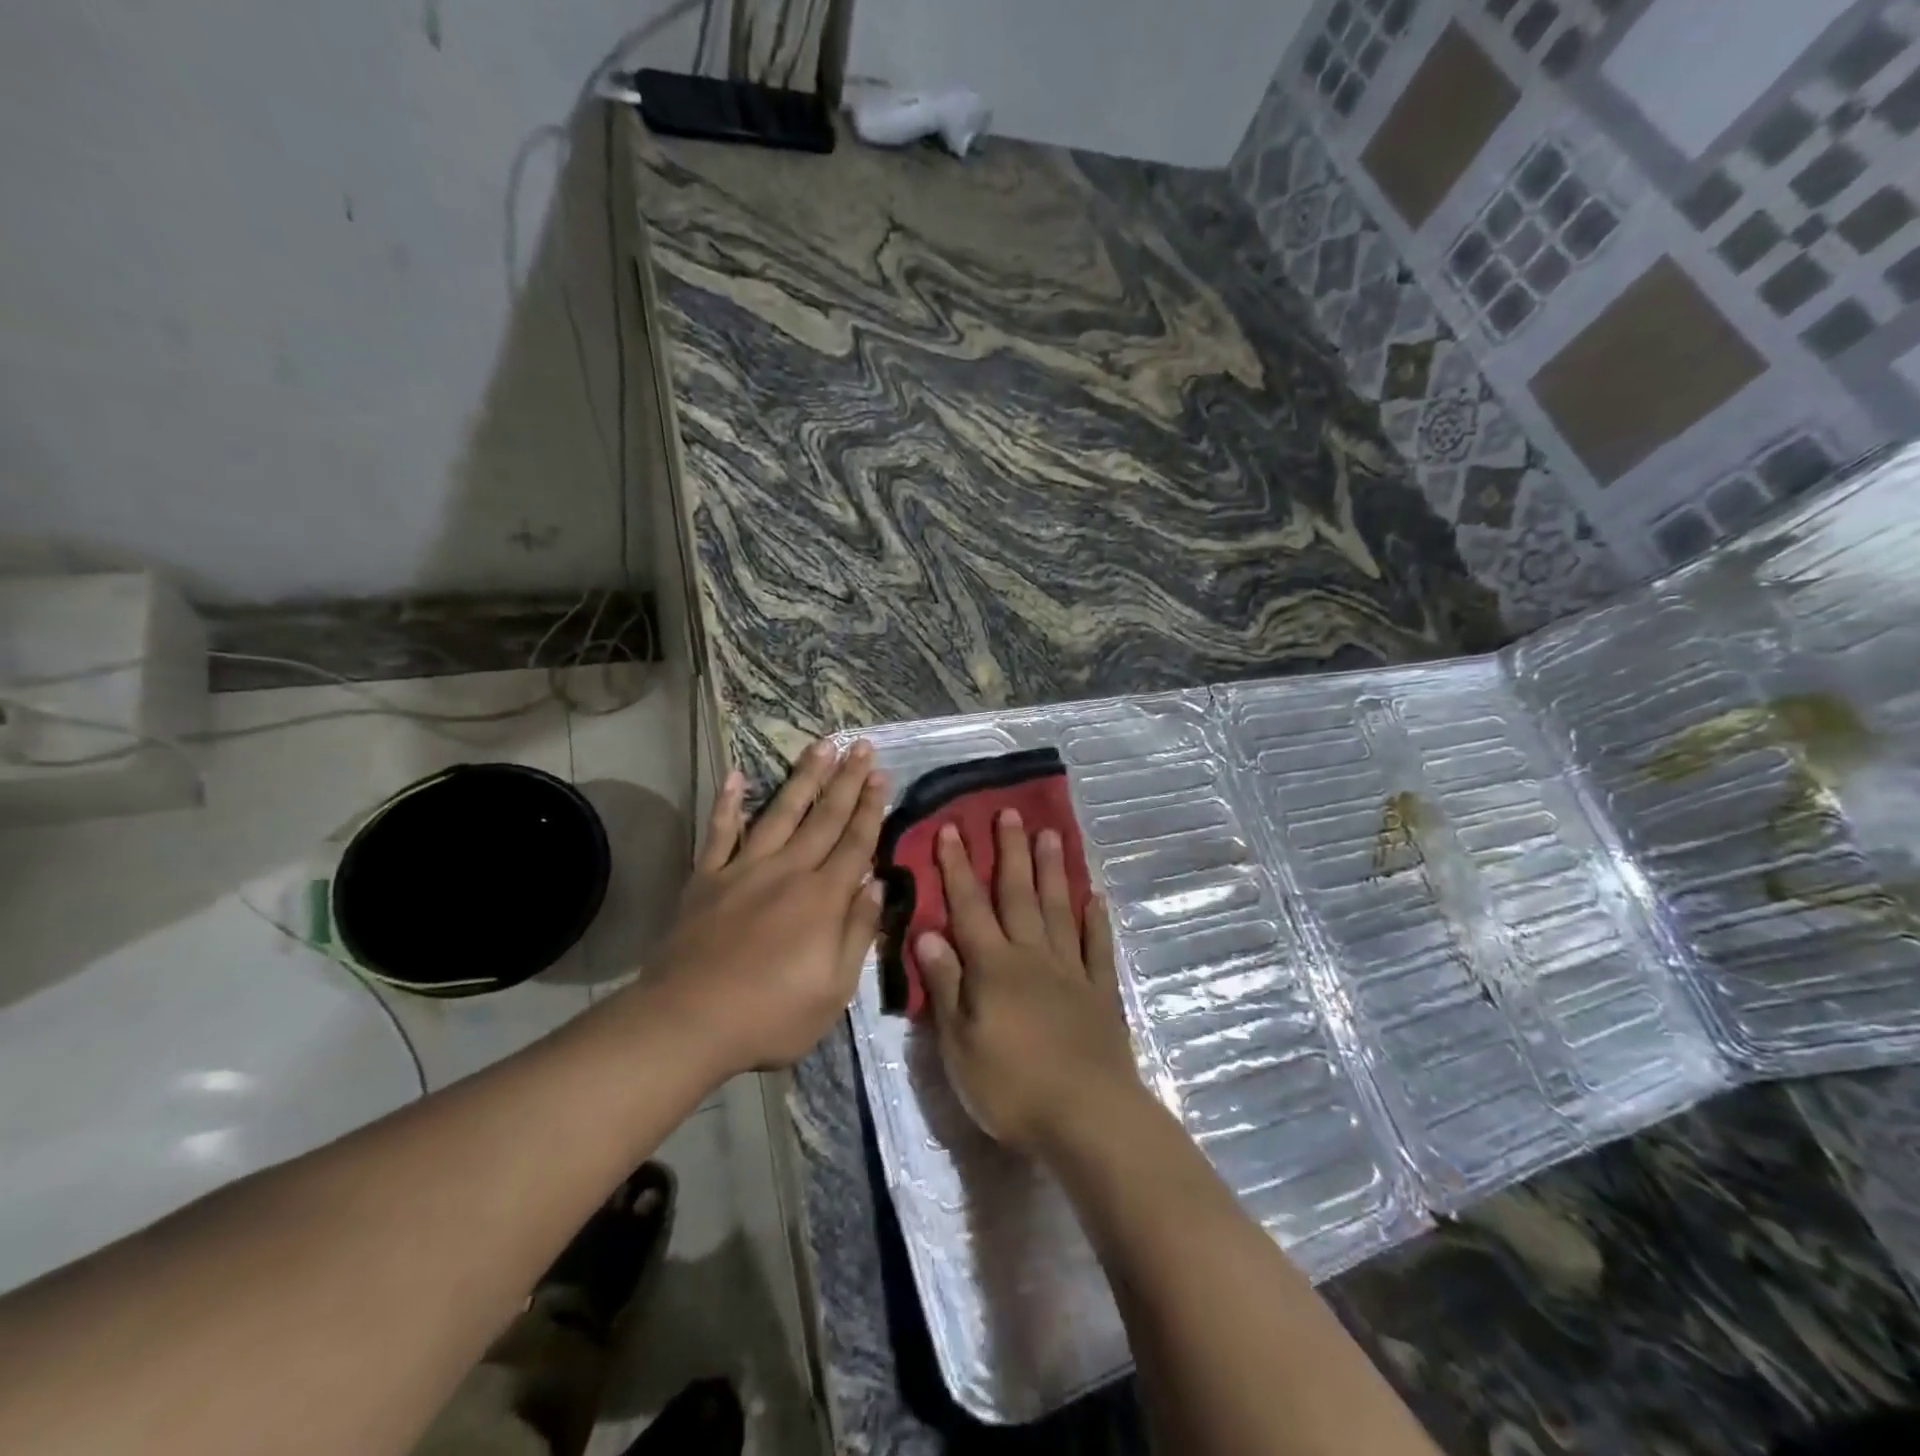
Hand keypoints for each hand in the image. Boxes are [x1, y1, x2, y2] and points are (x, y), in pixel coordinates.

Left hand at [643, 739, 887, 1077]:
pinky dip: (727, 803)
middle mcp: (788, 871)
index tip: (880, 775)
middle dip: (846, 780)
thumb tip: (877, 884)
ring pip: (781, 812)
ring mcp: (744, 869)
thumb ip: (858, 932)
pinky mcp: (708, 879)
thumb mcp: (835, 989)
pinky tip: (735, 776)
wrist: (687, 1021)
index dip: (870, 808)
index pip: (856, 843)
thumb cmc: (771, 1014)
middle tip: (861, 746)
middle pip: (824, 817)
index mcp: (823, 898)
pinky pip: (720, 832)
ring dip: (803, 777)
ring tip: (821, 746)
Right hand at [916, 809, 1145, 1155]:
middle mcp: (1032, 956)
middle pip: (1018, 895)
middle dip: (1009, 852)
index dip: (957, 867)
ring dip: (1051, 871)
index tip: (951, 829)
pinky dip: (1095, 920)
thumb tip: (928, 932)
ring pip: (1058, 909)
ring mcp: (1071, 971)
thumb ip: (945, 985)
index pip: (969, 906)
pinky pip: (1097, 946)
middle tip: (1008, 812)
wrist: (1087, 1116)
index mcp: (993, 967)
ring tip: (1049, 834)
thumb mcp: (959, 1043)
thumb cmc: (1011, 1086)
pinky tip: (1095, 897)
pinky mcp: (1101, 992)